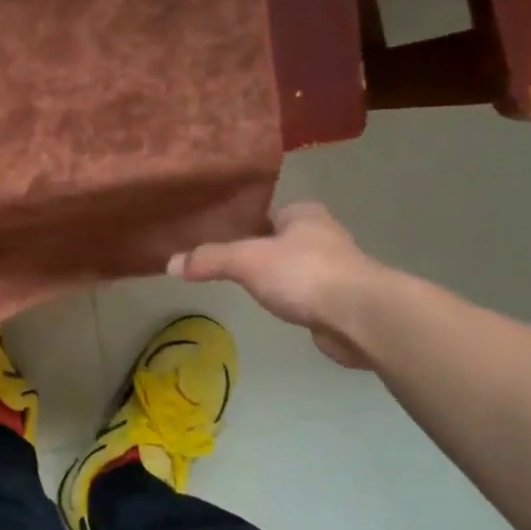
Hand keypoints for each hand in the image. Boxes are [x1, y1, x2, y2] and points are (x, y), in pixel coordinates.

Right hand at [168, 202, 380, 368]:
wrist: (360, 317)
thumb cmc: (303, 273)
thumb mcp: (246, 260)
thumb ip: (209, 259)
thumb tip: (170, 263)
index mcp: (303, 214)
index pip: (265, 212)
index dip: (241, 222)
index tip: (216, 235)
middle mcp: (323, 236)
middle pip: (279, 239)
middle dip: (258, 250)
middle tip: (225, 262)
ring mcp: (336, 269)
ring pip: (294, 268)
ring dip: (276, 276)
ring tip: (245, 286)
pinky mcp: (342, 301)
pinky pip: (306, 294)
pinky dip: (292, 299)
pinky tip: (276, 308)